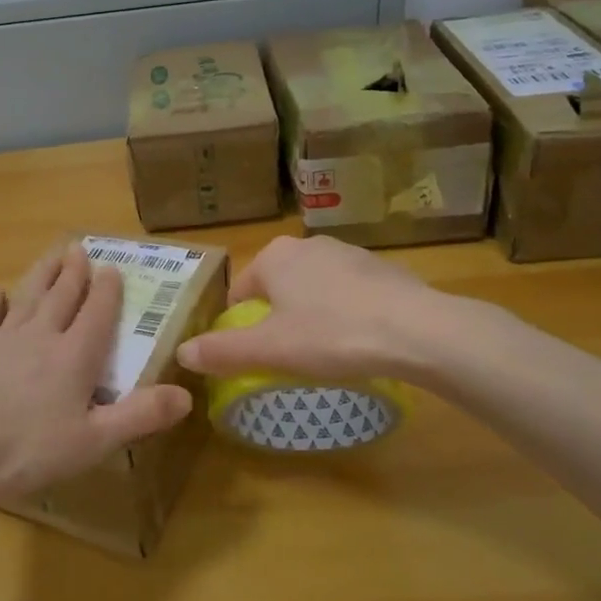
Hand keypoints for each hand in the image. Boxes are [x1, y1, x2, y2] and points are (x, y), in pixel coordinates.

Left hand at [0, 243, 193, 505]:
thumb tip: (186, 394)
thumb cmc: (28, 450)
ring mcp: (1, 339)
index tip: (113, 268)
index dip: (107, 290)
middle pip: (61, 296)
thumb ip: (140, 416)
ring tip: (52, 256)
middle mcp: (40, 337)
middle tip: (79, 248)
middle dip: (74, 272)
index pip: (96, 314)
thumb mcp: (93, 441)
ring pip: (27, 297)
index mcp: (74, 357)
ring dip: (42, 275)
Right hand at [176, 235, 495, 388]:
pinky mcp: (383, 269)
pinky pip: (349, 293)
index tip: (252, 354)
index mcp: (274, 256)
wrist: (419, 331)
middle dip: (277, 317)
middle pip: (277, 287)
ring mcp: (349, 253)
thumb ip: (222, 350)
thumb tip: (181, 352)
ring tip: (324, 351)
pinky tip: (359, 342)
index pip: (240, 291)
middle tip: (287, 356)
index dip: (240, 324)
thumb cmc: (332, 334)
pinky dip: (346, 313)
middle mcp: (308, 244)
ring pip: (314, 288)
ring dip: (311, 314)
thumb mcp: (270, 350)